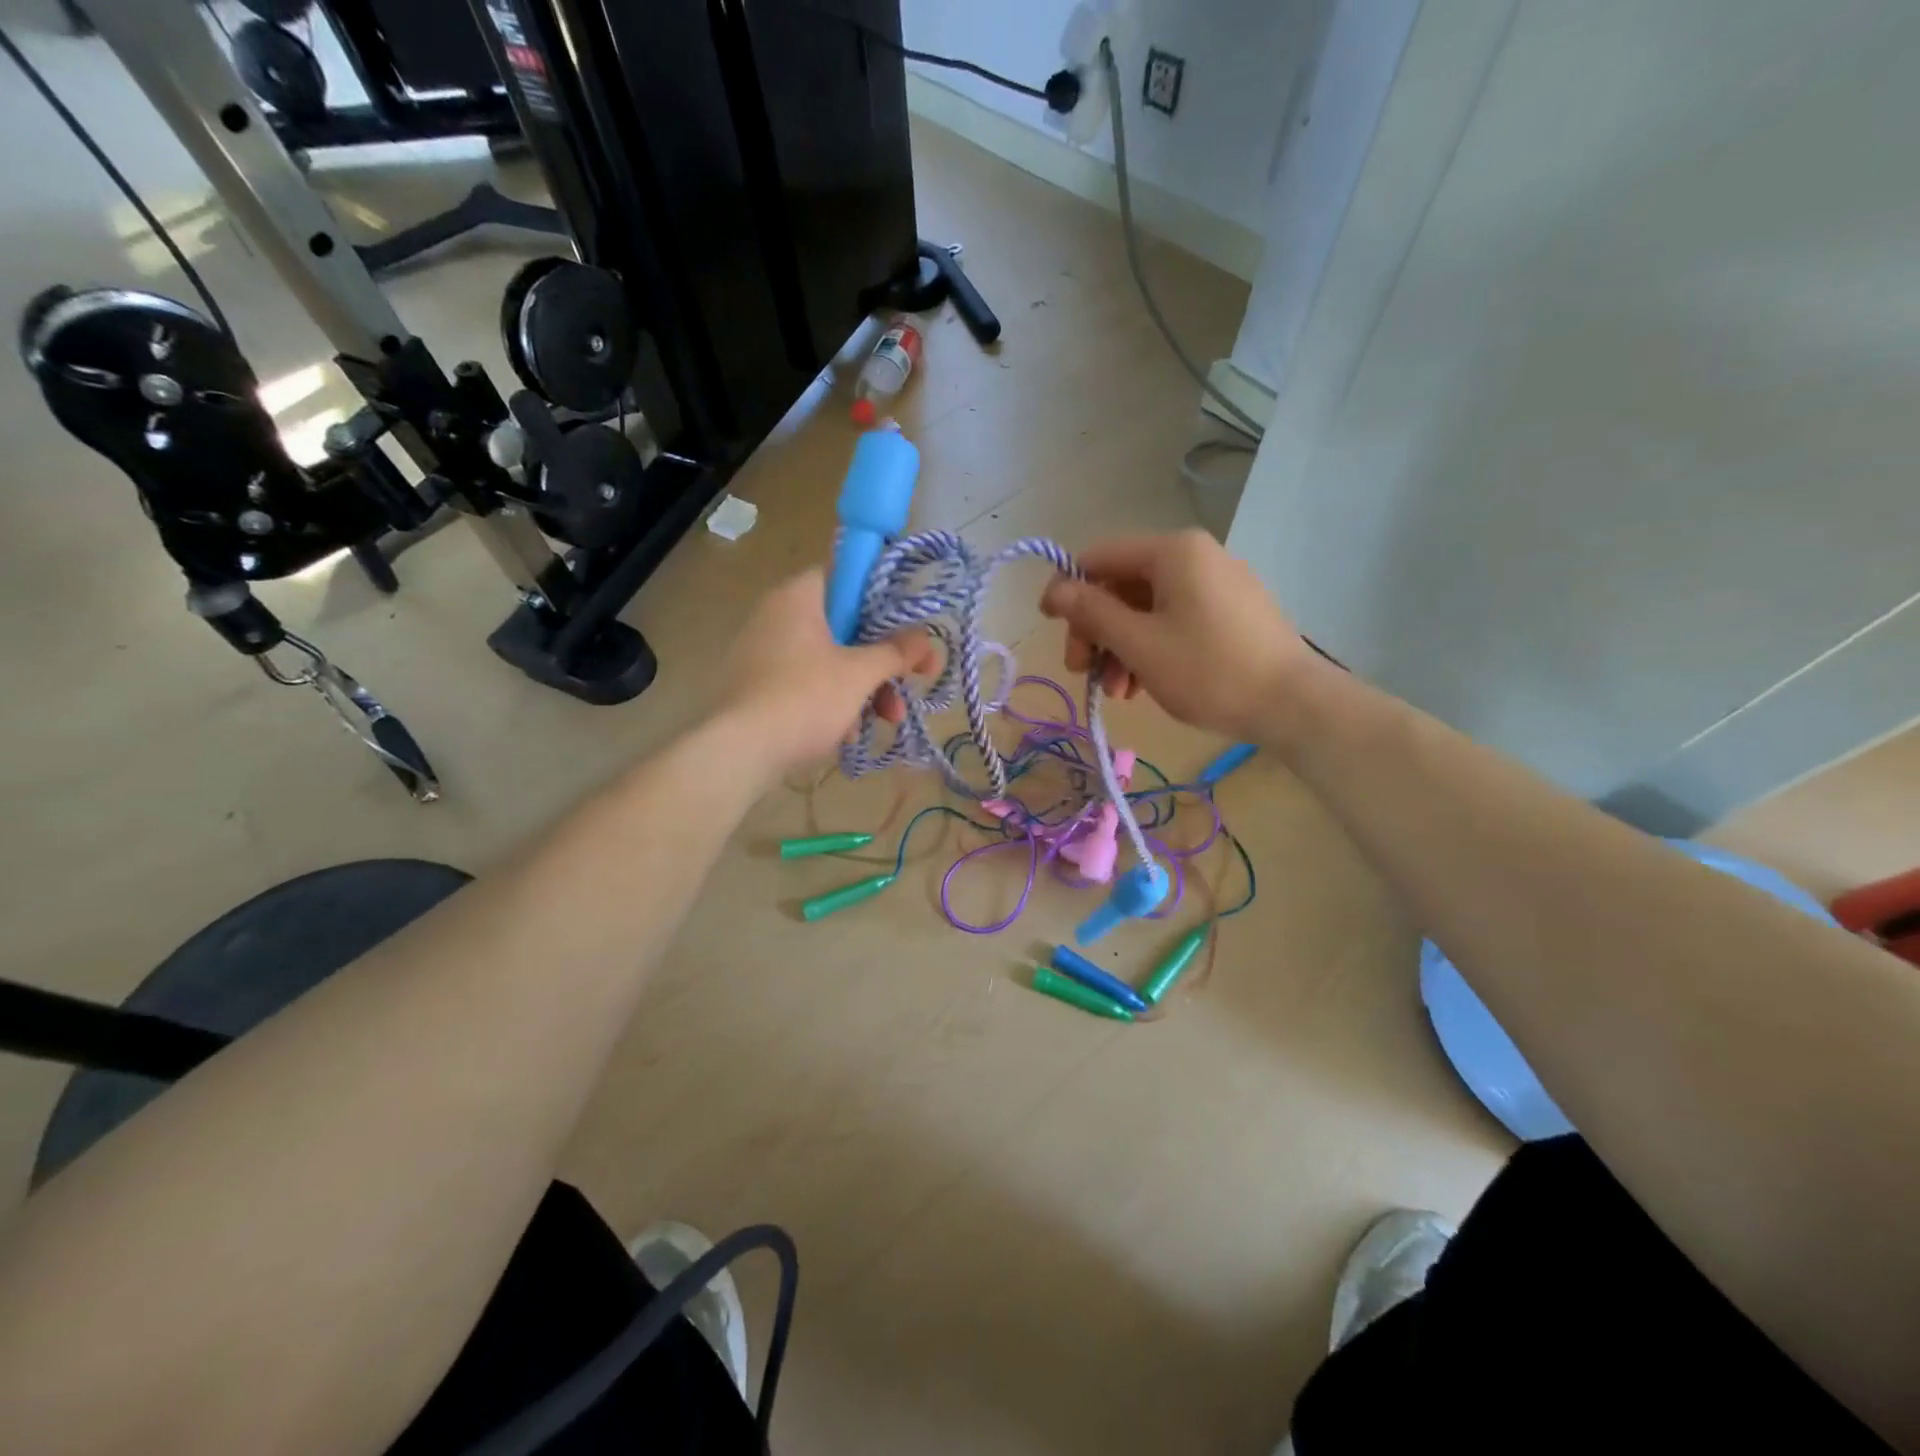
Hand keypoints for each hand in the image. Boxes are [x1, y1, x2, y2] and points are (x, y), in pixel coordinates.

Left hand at [714, 569, 937, 778]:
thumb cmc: (804, 698)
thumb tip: (926, 637)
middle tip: (913, 681)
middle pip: (845, 626)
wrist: (738, 752)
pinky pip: (808, 684)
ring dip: (865, 688)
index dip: (882, 596)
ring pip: (830, 660)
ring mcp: (765, 653)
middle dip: (882, 659)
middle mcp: (778, 616)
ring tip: (888, 719)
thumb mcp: (860, 674)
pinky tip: (850, 734)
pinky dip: (834, 703)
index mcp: (799, 597)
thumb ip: (896, 652)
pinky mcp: (760, 688)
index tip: (908, 624)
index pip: (846, 575)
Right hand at [1039, 529, 1312, 740]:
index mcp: (1173, 551)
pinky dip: (1150, 648)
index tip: (1048, 626)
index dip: (1067, 589)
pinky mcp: (1232, 612)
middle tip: (1082, 672)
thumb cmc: (1208, 670)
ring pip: (1147, 608)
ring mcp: (1218, 583)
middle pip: (1122, 585)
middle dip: (1096, 630)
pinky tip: (1142, 686)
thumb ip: (1092, 612)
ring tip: (1117, 692)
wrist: (1292, 704)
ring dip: (1120, 647)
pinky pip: (1175, 620)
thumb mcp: (1139, 643)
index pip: (1099, 557)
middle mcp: (1196, 556)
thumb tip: (1055, 589)